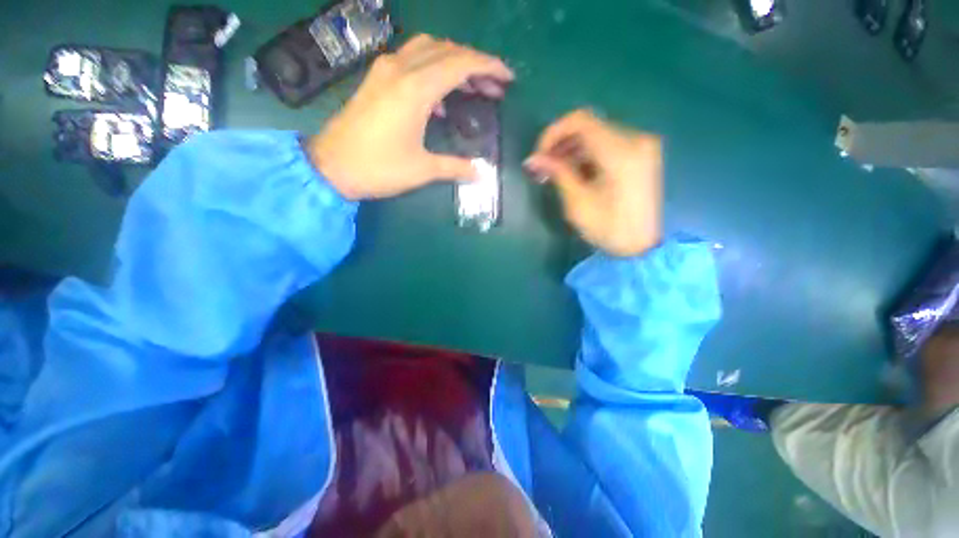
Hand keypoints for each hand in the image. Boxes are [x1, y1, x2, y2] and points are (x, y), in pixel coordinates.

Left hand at [308, 35, 513, 199]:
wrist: (331, 167)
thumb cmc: (378, 168)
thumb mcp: (422, 170)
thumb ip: (455, 167)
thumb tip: (481, 174)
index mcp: (416, 89)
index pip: (461, 63)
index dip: (488, 66)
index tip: (507, 78)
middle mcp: (401, 69)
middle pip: (447, 50)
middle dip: (475, 64)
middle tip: (494, 87)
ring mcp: (385, 71)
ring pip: (428, 50)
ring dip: (454, 62)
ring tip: (471, 87)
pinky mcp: (376, 79)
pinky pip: (411, 61)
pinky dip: (433, 71)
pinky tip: (440, 98)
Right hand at [524, 110, 662, 256]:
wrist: (642, 247)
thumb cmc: (608, 229)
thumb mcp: (577, 202)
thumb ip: (557, 173)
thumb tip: (532, 159)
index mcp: (621, 152)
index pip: (581, 121)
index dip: (553, 133)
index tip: (539, 155)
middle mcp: (636, 139)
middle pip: (589, 127)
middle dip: (561, 144)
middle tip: (544, 168)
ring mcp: (642, 146)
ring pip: (597, 135)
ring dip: (573, 150)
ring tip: (556, 173)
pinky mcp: (642, 155)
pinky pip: (609, 145)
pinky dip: (588, 155)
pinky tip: (576, 173)